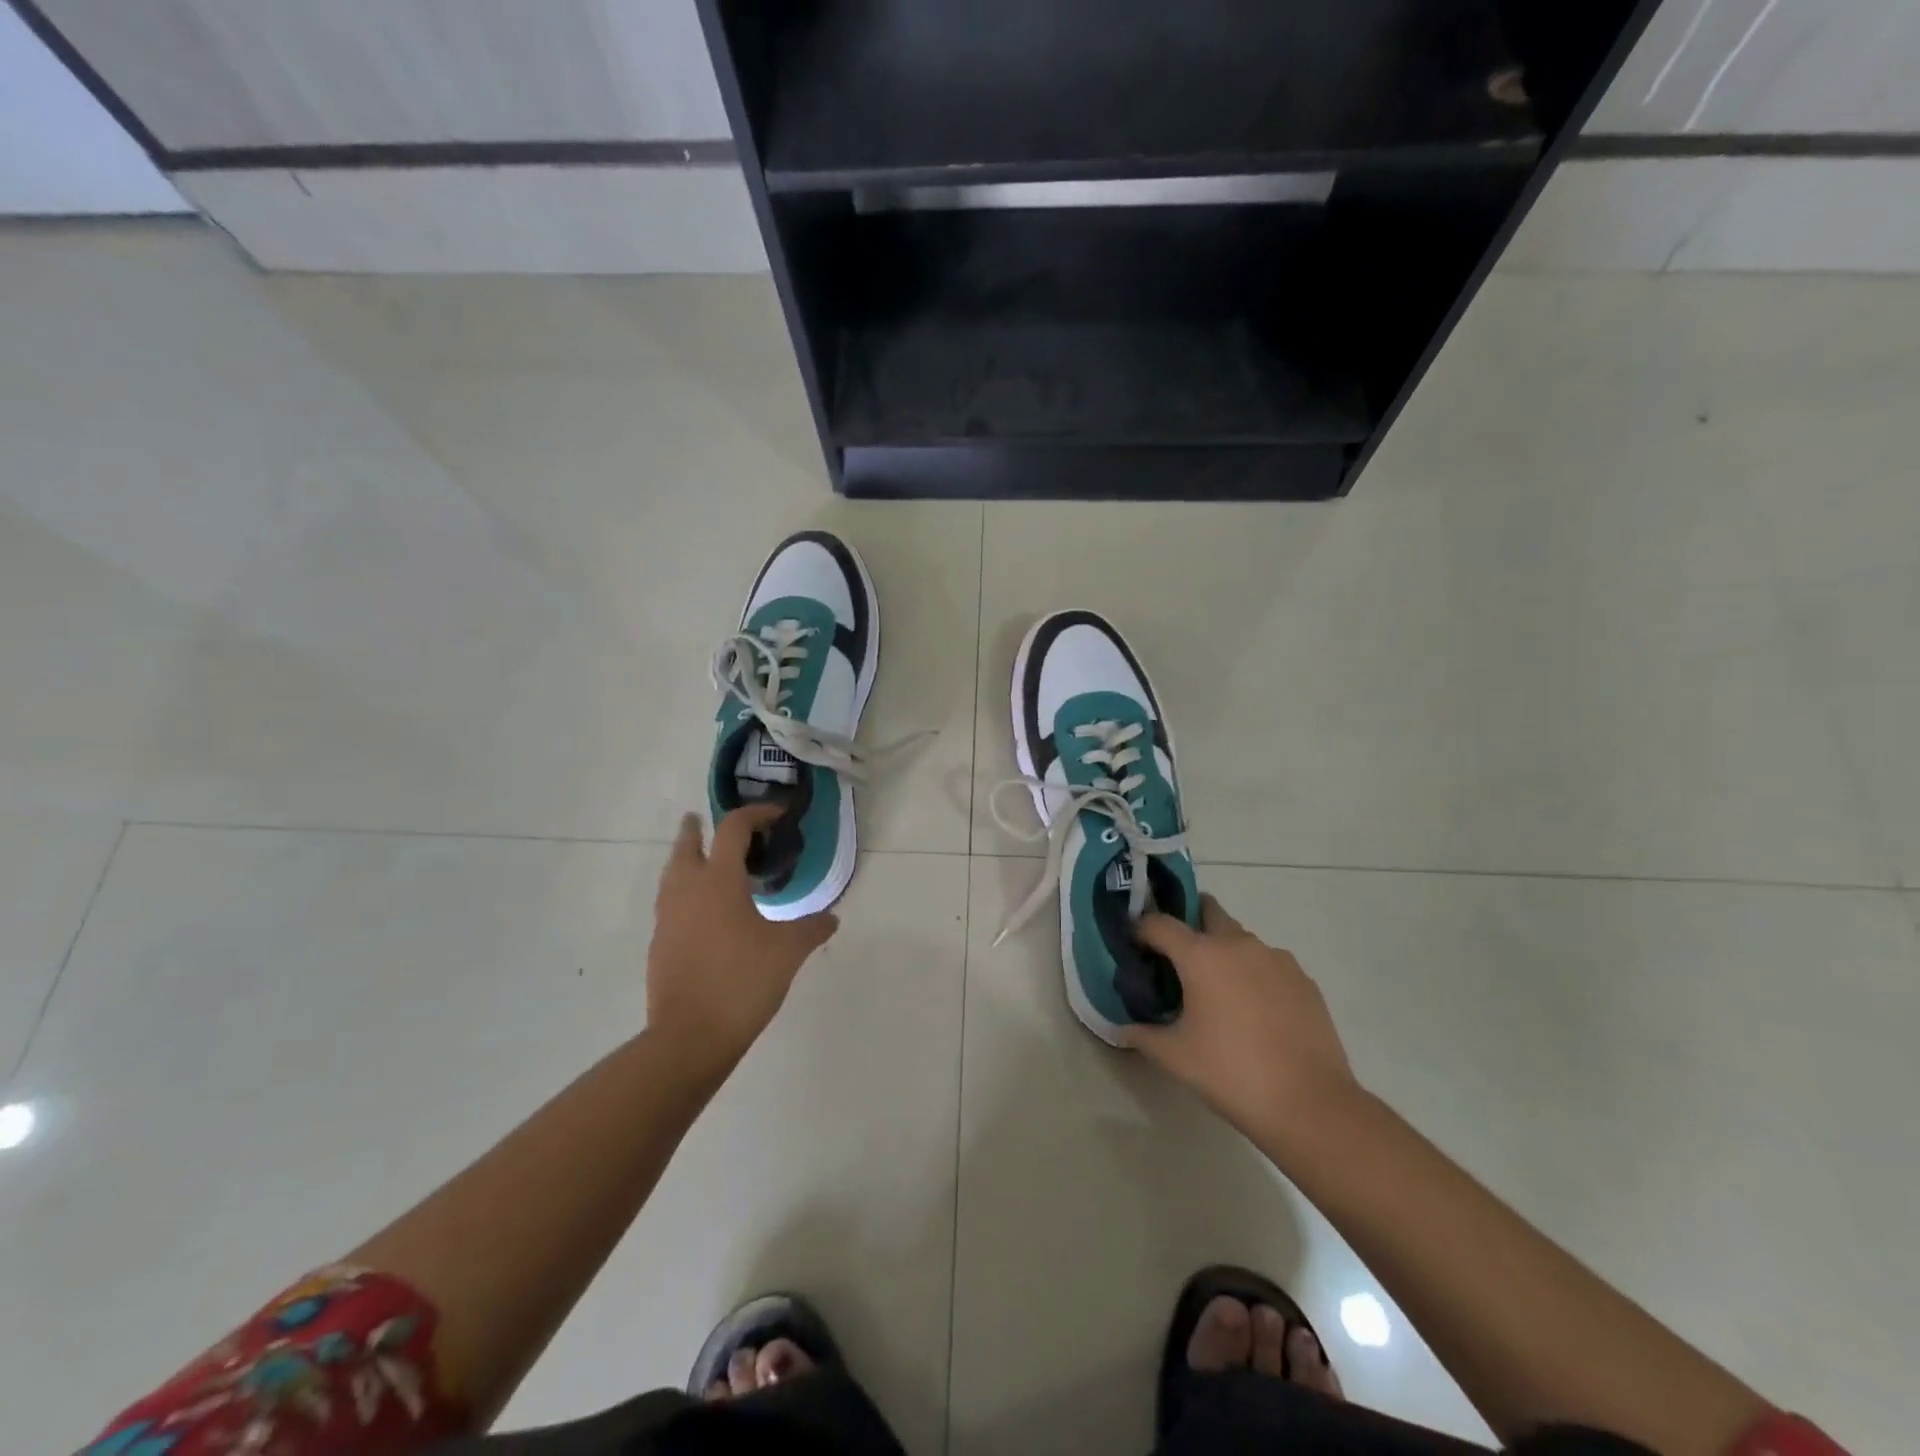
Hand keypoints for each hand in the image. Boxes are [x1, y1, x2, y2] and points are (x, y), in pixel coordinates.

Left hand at [646, 806, 838, 1072]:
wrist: (689, 1036)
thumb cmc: (742, 981)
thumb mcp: (788, 951)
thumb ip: (812, 928)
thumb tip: (831, 918)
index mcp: (719, 881)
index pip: (733, 830)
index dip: (755, 814)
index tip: (775, 814)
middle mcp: (687, 891)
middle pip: (686, 845)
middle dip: (697, 829)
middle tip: (705, 820)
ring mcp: (668, 919)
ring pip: (672, 874)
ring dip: (686, 859)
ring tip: (703, 862)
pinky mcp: (660, 945)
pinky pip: (670, 904)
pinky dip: (684, 893)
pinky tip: (703, 913)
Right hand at [1129, 895, 1359, 1145]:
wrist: (1310, 1104)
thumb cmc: (1231, 1073)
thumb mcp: (1175, 1057)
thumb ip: (1143, 1035)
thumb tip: (1123, 1028)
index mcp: (1201, 955)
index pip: (1159, 923)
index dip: (1141, 929)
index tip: (1134, 945)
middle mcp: (1239, 944)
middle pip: (1208, 910)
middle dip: (1189, 922)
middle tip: (1177, 956)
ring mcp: (1277, 959)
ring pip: (1240, 939)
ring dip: (1223, 951)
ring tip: (1218, 991)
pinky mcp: (1304, 980)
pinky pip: (1269, 964)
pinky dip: (1254, 974)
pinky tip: (1254, 1011)